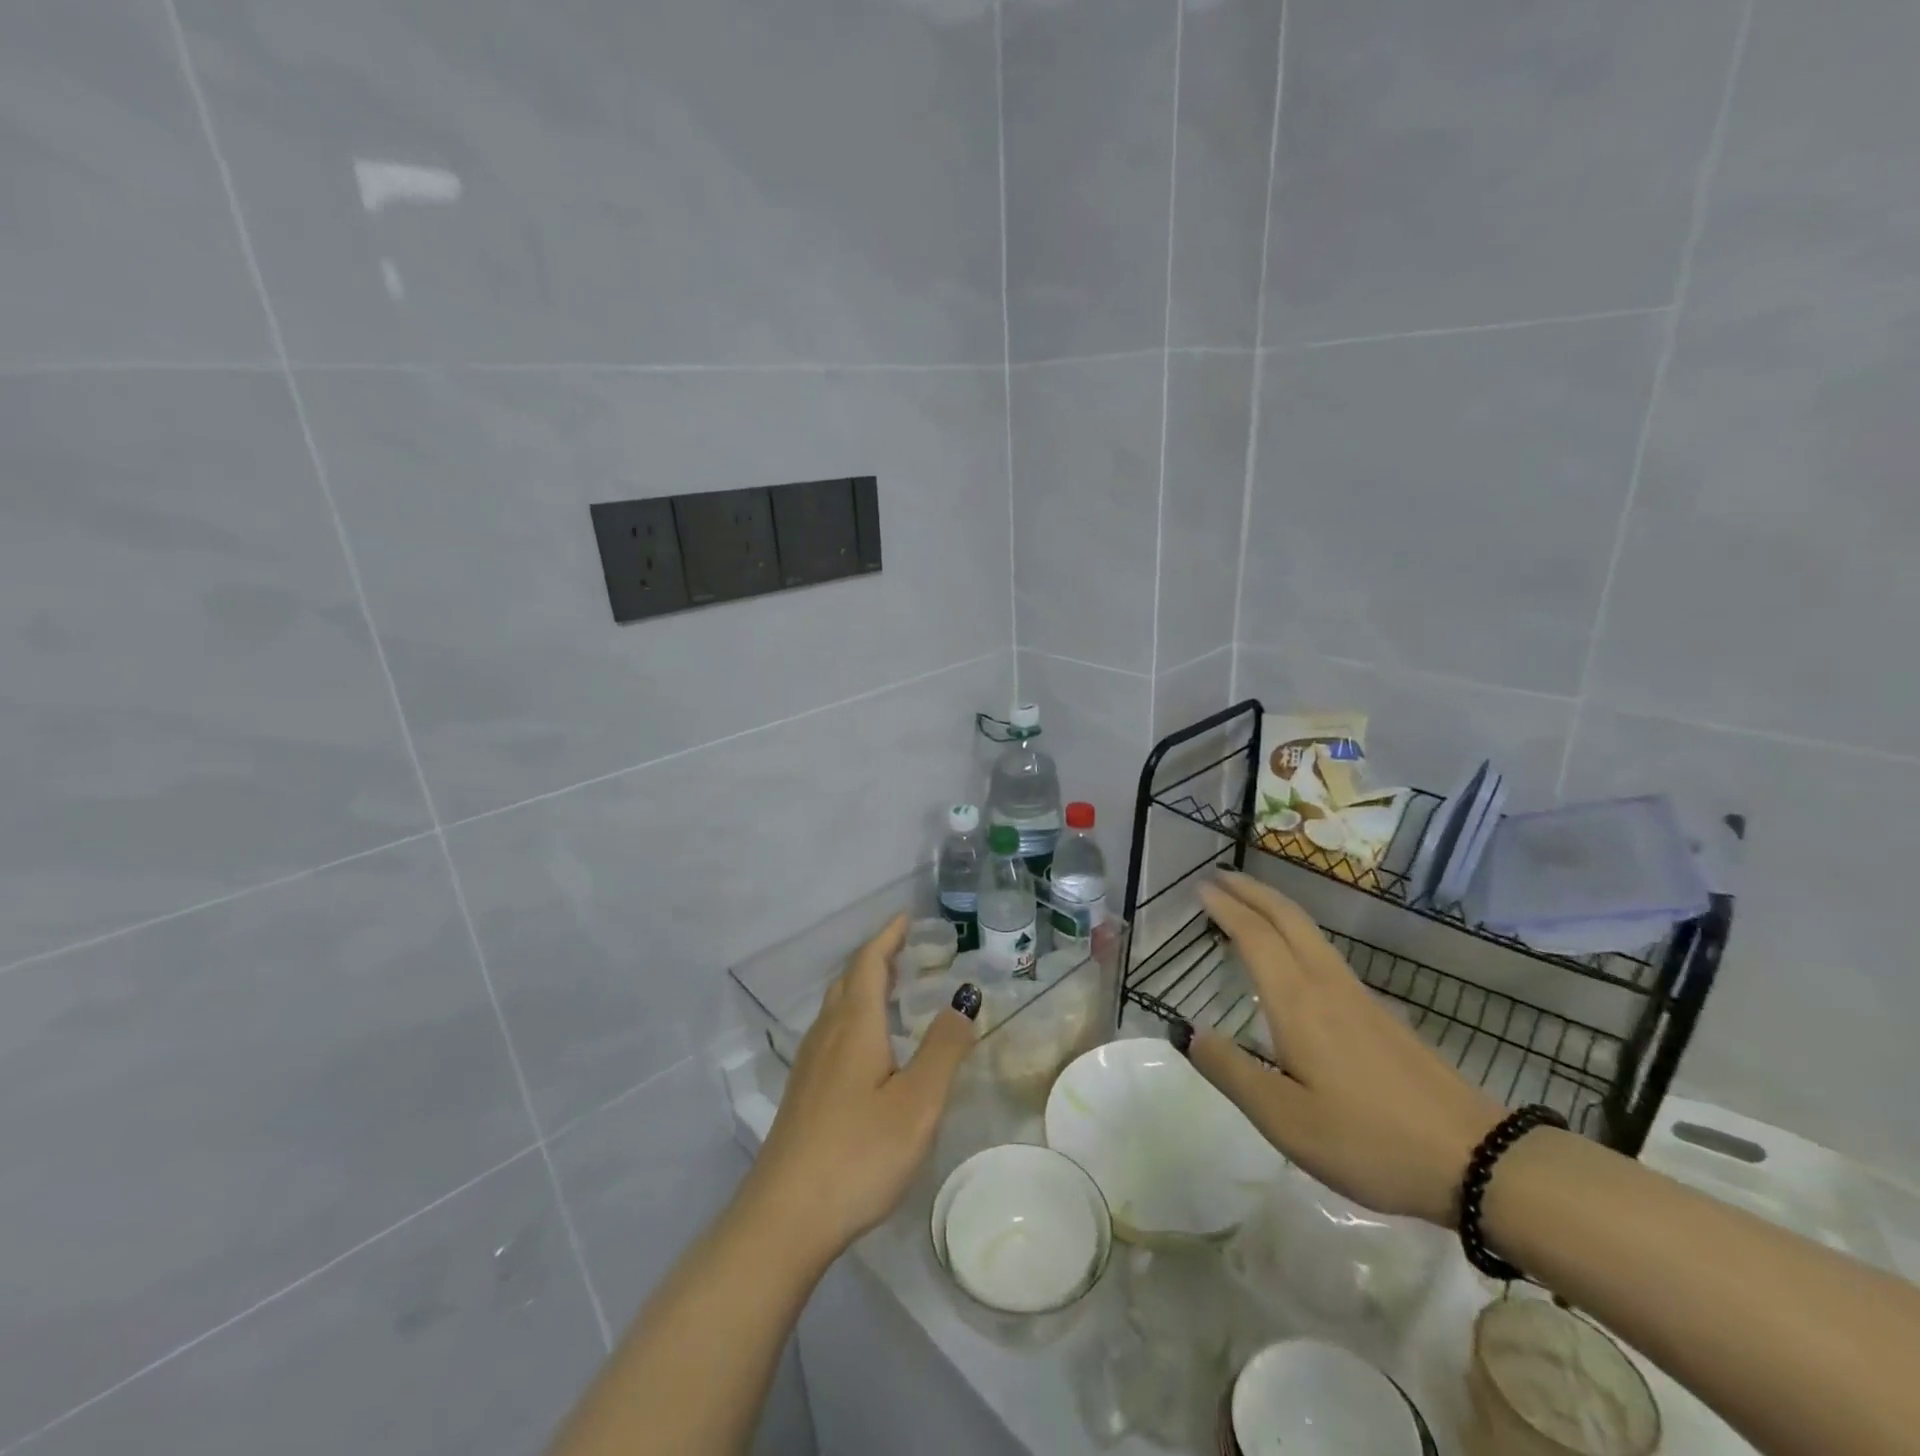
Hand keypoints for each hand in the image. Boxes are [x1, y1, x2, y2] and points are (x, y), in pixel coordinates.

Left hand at [742, 915, 981, 1262]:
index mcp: (854, 1026)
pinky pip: (832, 1033)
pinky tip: (868, 1046)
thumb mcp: (917, 1103)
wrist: (784, 1219)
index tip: (906, 917)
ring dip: (863, 986)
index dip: (887, 936)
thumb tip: (965, 997)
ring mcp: (809, 1066)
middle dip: (876, 957)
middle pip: (849, 980)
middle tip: (907, 949)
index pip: (868, 963)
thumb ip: (944, 1048)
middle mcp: (827, 1035)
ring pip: (837, 1007)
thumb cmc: (858, 1154)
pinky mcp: (804, 1094)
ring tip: (891, 989)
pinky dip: (854, 1016)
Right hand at [1186, 873, 1503, 1225]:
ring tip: (1248, 905)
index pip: (1254, 936)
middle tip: (1220, 876)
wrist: (1480, 1161)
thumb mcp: (1285, 1120)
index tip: (1200, 887)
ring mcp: (1360, 997)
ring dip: (1275, 907)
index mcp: (1298, 1002)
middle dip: (1252, 891)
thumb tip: (1187, 1032)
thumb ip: (1231, 1072)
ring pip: (1310, 932)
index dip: (1226, 907)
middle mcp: (1327, 985)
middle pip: (1287, 918)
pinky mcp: (1381, 1016)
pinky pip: (1325, 952)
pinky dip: (1296, 933)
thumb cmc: (1369, 1141)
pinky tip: (1294, 957)